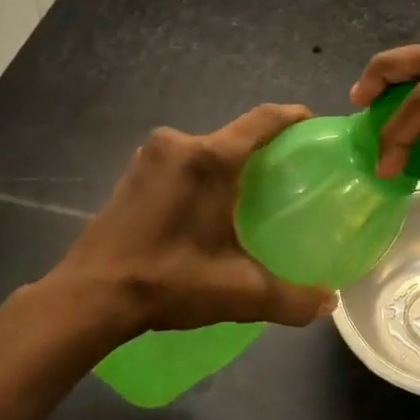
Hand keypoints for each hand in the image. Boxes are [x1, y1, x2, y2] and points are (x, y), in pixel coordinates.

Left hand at [50, 105, 336, 335]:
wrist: (90, 296)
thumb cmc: (169, 281)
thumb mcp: (240, 293)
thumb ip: (292, 298)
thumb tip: (329, 302)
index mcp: (210, 159)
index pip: (263, 120)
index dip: (292, 117)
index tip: (313, 124)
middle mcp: (179, 144)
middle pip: (233, 136)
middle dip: (260, 150)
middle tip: (286, 176)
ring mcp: (149, 156)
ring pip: (204, 150)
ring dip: (226, 165)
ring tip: (248, 195)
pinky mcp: (131, 174)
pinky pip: (179, 163)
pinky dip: (199, 176)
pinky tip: (205, 209)